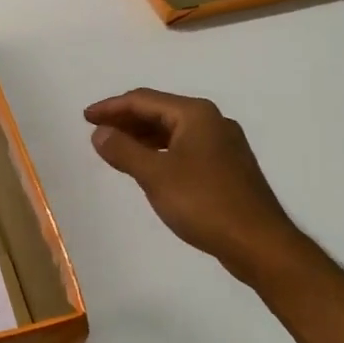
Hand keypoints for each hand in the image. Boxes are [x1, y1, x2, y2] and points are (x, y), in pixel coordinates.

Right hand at [84, 88, 298, 284]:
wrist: (258, 242)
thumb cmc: (204, 203)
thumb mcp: (155, 175)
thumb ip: (124, 150)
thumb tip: (99, 133)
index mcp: (196, 114)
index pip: (144, 100)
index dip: (111, 107)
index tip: (85, 118)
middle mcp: (212, 121)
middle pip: (160, 111)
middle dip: (126, 120)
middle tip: (96, 132)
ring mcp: (223, 145)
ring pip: (173, 131)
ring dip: (142, 137)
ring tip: (115, 148)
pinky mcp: (226, 168)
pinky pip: (184, 148)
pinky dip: (160, 152)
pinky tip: (147, 167)